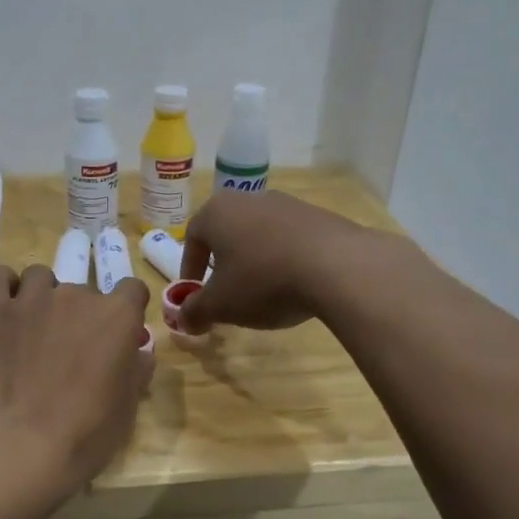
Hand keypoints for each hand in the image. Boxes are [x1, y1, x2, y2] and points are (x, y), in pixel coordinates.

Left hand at [0, 264, 152, 487]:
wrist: (22, 446)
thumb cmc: (85, 433)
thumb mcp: (126, 408)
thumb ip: (135, 371)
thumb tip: (139, 354)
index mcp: (117, 316)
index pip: (131, 289)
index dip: (126, 311)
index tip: (118, 336)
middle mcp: (76, 296)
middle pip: (83, 290)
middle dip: (80, 316)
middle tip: (70, 350)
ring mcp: (32, 300)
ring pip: (40, 277)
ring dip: (42, 297)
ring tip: (35, 329)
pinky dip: (2, 286)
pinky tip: (5, 308)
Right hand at [176, 189, 373, 334]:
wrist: (337, 266)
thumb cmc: (263, 281)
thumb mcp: (220, 306)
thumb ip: (195, 311)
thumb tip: (182, 319)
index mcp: (217, 212)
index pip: (192, 238)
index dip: (190, 269)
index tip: (195, 294)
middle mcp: (249, 199)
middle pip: (227, 232)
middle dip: (223, 264)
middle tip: (227, 293)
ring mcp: (288, 204)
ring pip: (260, 235)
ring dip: (256, 261)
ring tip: (264, 292)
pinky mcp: (320, 216)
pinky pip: (291, 240)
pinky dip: (286, 260)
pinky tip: (296, 285)